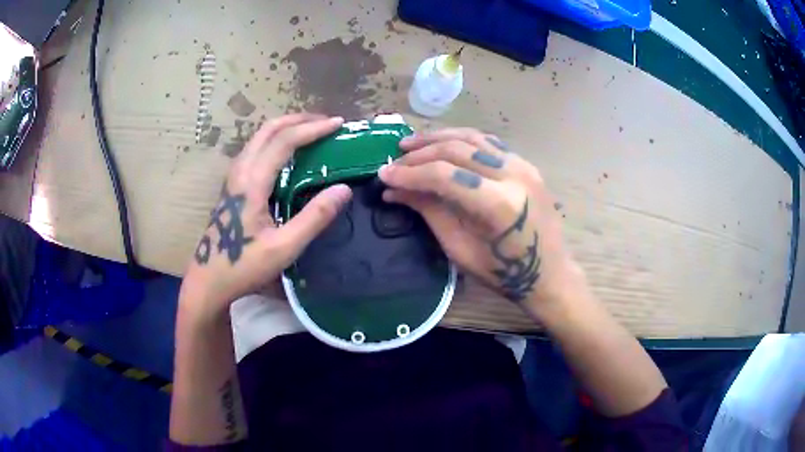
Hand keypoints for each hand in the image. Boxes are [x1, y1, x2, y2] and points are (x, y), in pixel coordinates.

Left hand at [180, 114, 351, 319]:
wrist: (209, 280)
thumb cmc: (244, 266)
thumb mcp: (284, 247)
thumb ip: (315, 218)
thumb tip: (344, 189)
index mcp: (252, 182)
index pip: (284, 141)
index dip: (313, 129)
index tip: (338, 124)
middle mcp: (240, 171)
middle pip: (268, 129)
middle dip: (299, 120)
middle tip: (326, 123)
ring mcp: (233, 177)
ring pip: (259, 137)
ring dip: (286, 127)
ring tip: (311, 132)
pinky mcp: (232, 185)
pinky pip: (255, 149)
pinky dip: (276, 140)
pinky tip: (287, 154)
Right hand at [379, 128, 580, 310]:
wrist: (549, 273)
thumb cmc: (504, 273)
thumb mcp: (459, 248)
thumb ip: (429, 211)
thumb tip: (394, 189)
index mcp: (499, 205)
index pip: (445, 175)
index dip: (410, 174)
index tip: (384, 175)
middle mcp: (513, 175)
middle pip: (457, 149)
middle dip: (420, 154)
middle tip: (395, 160)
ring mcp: (523, 165)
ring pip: (472, 137)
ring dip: (438, 138)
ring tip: (411, 144)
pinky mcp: (525, 164)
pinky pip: (488, 142)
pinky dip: (461, 140)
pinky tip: (443, 145)